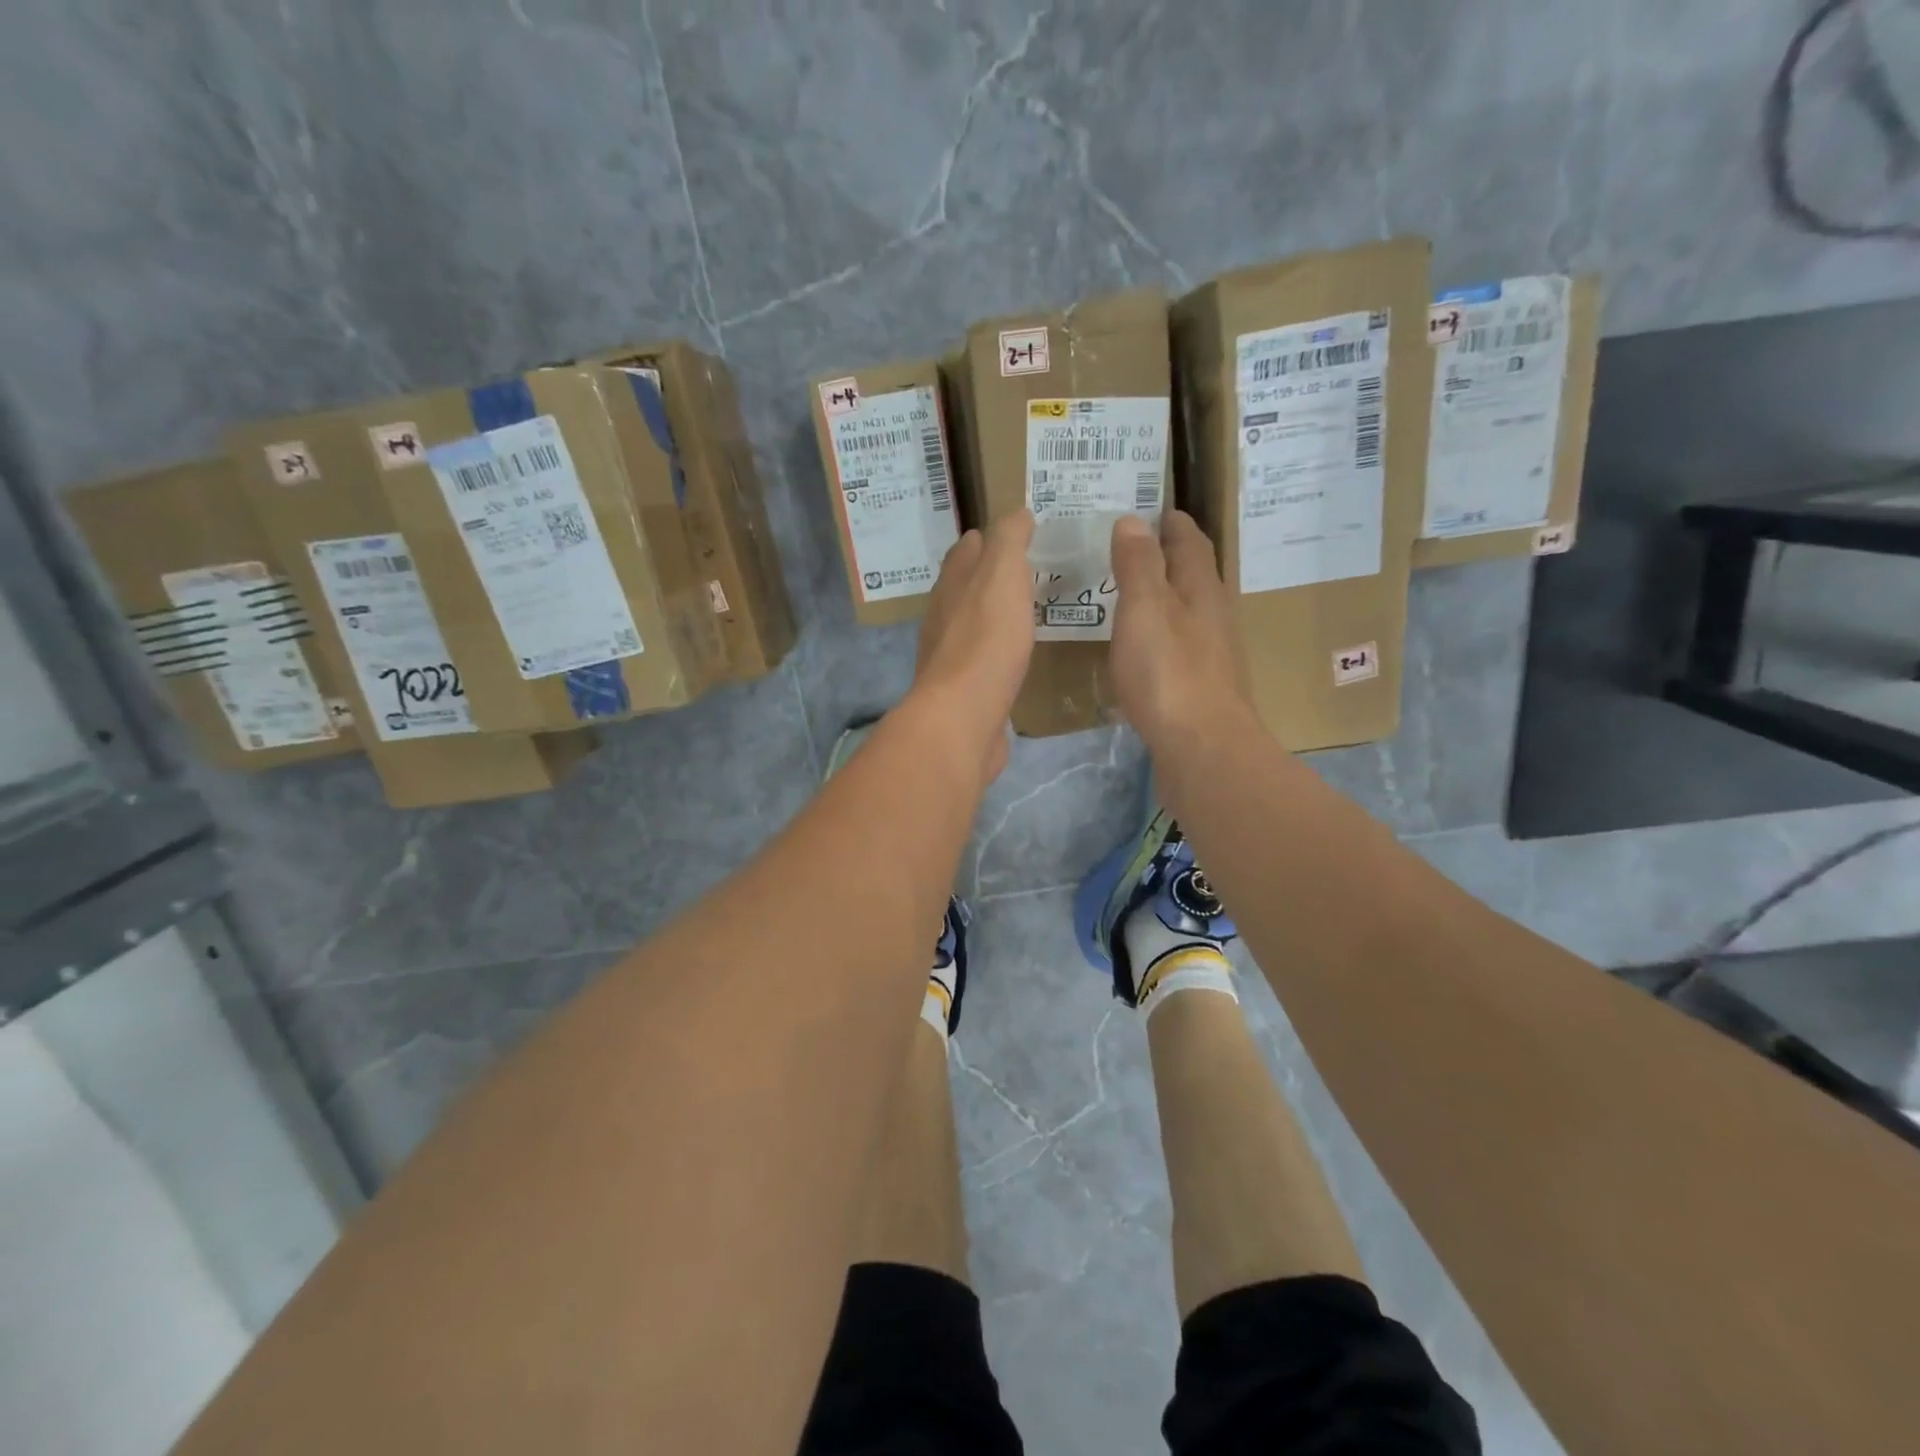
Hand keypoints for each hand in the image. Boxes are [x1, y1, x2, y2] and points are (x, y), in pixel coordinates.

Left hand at [911, 511, 1035, 784]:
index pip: (967, 551)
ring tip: (1027, 612)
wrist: (963, 717)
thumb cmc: (986, 640)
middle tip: (1029, 572)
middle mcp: (943, 618)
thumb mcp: (1002, 575)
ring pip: (973, 626)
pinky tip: (1017, 658)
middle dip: (990, 577)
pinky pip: (983, 663)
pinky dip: (998, 652)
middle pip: (965, 588)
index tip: (1019, 533)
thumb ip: (1008, 541)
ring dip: (994, 616)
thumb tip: (1016, 513)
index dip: (988, 538)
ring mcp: (950, 658)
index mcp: (951, 585)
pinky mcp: (964, 693)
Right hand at [1109, 511, 1253, 752]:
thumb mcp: (1145, 609)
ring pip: (1186, 612)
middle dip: (1168, 557)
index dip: (1172, 523)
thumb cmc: (1169, 673)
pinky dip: (1159, 634)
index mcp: (1201, 590)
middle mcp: (1212, 616)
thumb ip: (1137, 565)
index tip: (1152, 509)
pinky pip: (1178, 646)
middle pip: (1193, 576)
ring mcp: (1210, 655)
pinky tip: (1140, 648)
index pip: (1190, 542)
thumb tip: (1133, 520)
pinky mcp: (1199, 688)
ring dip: (1163, 597)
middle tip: (1132, 548)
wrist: (1202, 749)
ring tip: (1130, 594)